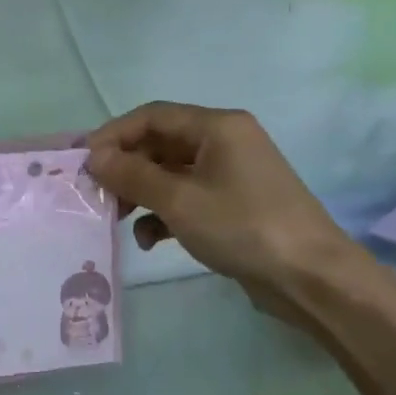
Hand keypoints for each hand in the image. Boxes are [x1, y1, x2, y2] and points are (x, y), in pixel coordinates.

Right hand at [85, 103, 369, 324]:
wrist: (311, 278)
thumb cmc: (243, 227)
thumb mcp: (180, 201)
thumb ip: (133, 176)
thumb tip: (95, 157)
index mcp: (217, 126)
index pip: (153, 116)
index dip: (114, 134)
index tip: (84, 161)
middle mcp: (225, 142)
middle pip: (161, 144)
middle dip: (126, 168)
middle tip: (97, 194)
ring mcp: (231, 175)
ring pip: (172, 173)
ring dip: (143, 193)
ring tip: (118, 219)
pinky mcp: (234, 205)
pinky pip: (188, 198)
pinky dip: (166, 214)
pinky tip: (151, 240)